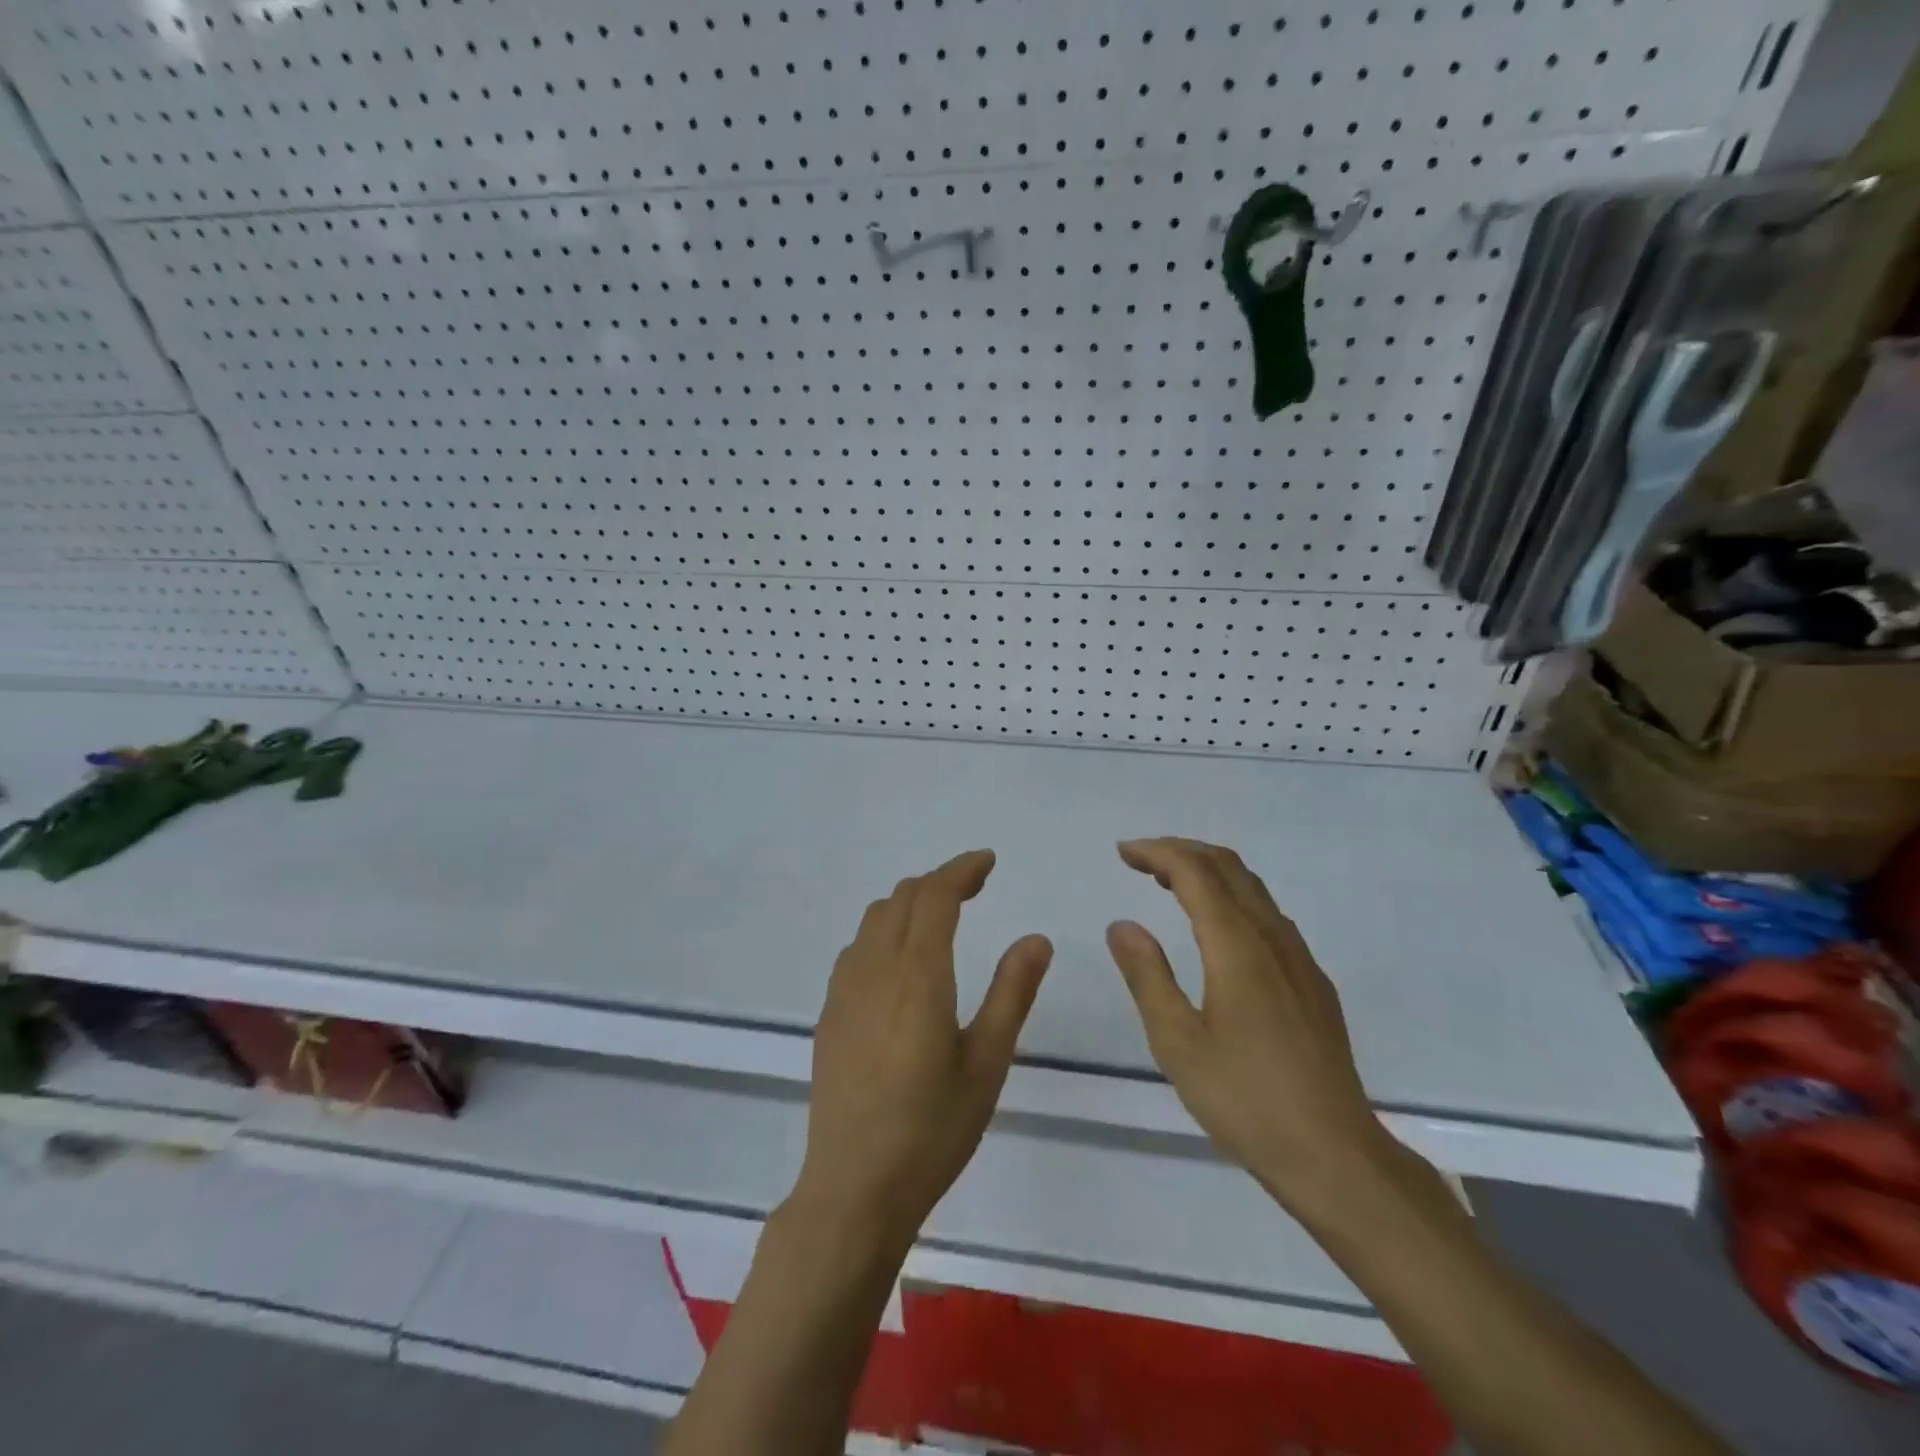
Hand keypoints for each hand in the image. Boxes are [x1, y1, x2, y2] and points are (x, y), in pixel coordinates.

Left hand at [789, 849, 1052, 1257]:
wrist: (853, 1189)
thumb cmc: (932, 1130)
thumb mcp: (987, 1064)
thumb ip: (1011, 993)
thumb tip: (1037, 938)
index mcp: (917, 976)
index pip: (935, 897)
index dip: (961, 870)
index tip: (988, 861)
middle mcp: (874, 970)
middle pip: (902, 898)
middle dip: (939, 881)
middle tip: (975, 887)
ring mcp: (844, 991)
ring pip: (874, 919)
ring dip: (909, 903)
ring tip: (941, 915)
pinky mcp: (830, 1013)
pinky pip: (857, 948)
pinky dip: (884, 931)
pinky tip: (902, 960)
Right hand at [1105, 837, 1387, 1212]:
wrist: (1335, 1155)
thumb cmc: (1245, 1099)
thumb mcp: (1177, 1042)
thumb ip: (1147, 976)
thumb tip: (1122, 924)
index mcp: (1237, 946)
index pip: (1194, 872)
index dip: (1157, 852)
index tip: (1123, 853)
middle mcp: (1272, 939)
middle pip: (1228, 867)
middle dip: (1182, 851)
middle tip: (1141, 860)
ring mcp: (1300, 959)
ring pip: (1253, 889)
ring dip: (1209, 872)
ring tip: (1170, 885)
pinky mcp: (1313, 983)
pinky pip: (1269, 916)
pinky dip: (1233, 899)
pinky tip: (1218, 933)